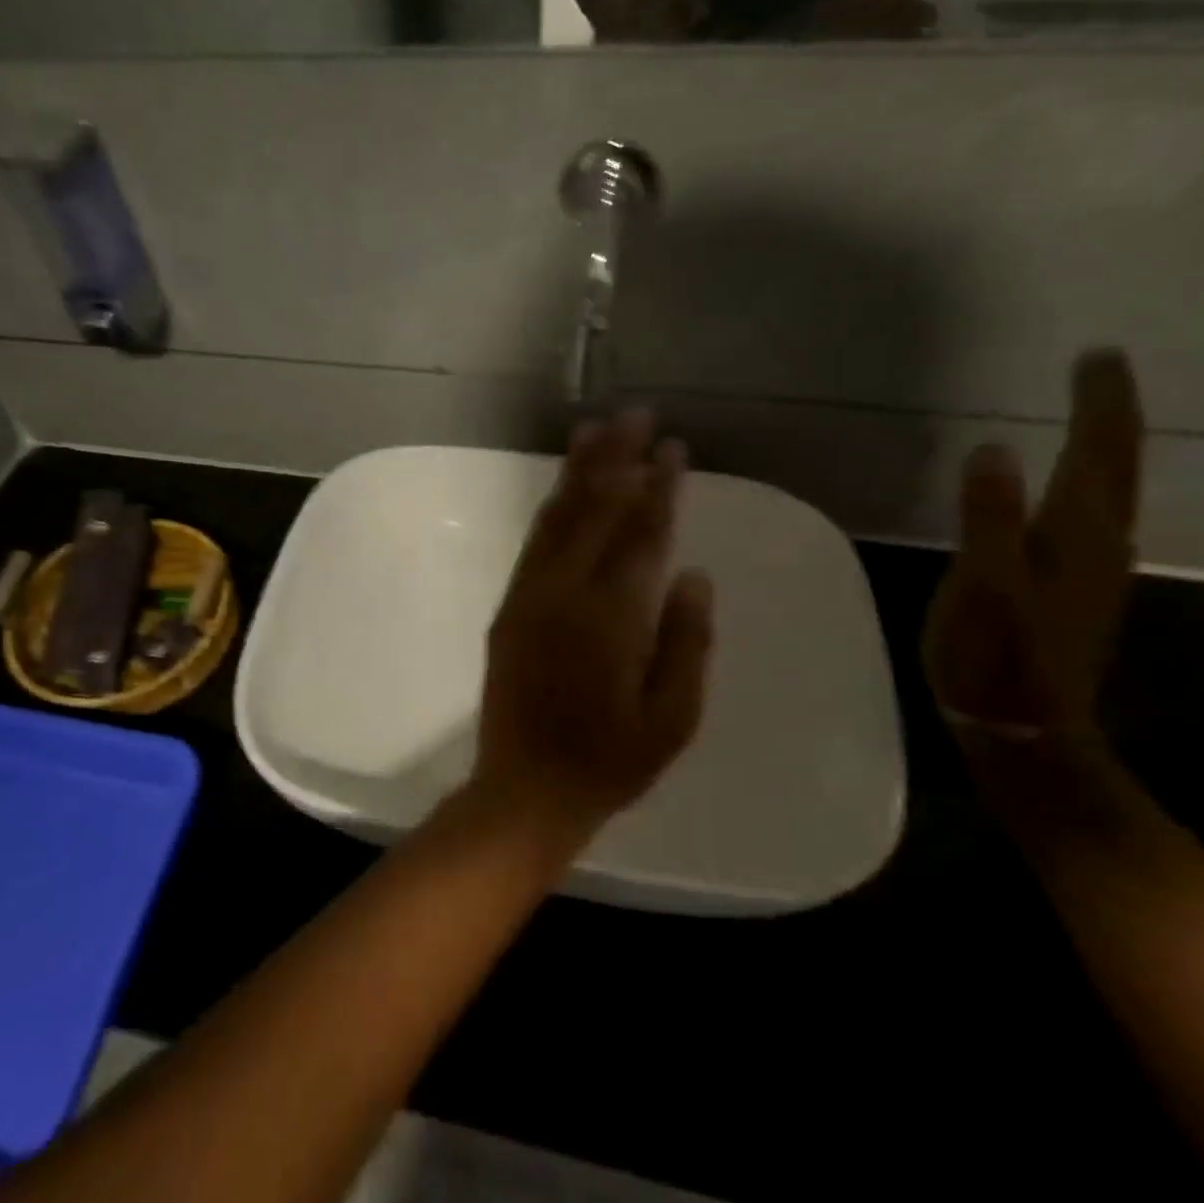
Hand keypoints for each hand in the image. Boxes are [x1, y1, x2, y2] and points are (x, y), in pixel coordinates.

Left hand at [472, 411, 715, 838]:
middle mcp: (565, 592)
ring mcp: (531, 595)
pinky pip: (535, 542)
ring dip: (579, 471)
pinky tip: (564, 487)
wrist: (525, 788)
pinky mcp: (510, 605)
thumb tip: (693, 572)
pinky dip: (552, 506)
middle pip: (596, 510)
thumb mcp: (672, 718)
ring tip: (596, 429)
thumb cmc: (610, 761)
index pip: (641, 535)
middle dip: (618, 458)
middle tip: (637, 414)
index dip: (659, 488)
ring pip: (558, 517)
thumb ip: (686, 640)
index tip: (673, 448)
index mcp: (612, 617)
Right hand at [924, 349, 1144, 740]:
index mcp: (1076, 534)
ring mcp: (1093, 570)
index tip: (1096, 355)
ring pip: (1110, 492)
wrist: (1021, 729)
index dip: (1099, 403)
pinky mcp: (1076, 590)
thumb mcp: (982, 586)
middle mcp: (1099, 544)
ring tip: (1089, 418)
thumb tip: (993, 448)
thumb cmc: (995, 656)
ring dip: (1105, 448)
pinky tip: (1071, 489)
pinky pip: (1092, 517)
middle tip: (1098, 372)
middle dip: (1109, 416)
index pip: (1098, 453)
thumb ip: (987, 518)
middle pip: (1115, 467)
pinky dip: (1088, 485)